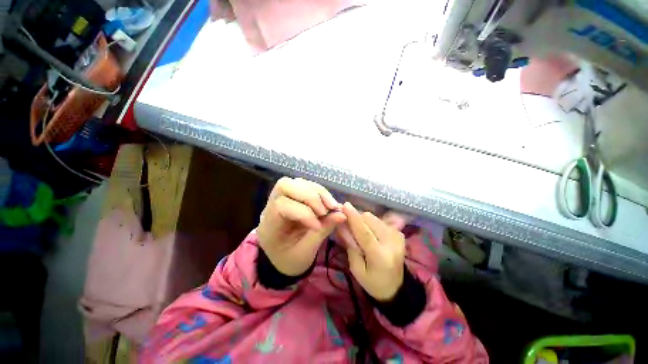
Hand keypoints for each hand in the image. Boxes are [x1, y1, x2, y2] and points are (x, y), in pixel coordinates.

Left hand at [257, 177, 344, 275]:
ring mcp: (282, 198)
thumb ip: (322, 231)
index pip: (281, 206)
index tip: (318, 226)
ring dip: (318, 192)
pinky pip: (306, 186)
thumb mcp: (305, 252)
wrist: (284, 259)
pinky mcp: (293, 196)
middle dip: (310, 195)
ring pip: (298, 182)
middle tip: (327, 209)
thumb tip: (342, 215)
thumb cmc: (291, 261)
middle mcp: (271, 206)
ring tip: (331, 206)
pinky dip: (320, 192)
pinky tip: (329, 203)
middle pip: (285, 185)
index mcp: (268, 225)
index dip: (304, 212)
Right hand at [341, 202, 405, 301]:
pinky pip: (380, 221)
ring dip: (363, 220)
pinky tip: (369, 232)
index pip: (364, 232)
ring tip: (359, 230)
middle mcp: (391, 243)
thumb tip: (343, 225)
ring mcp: (398, 237)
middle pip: (370, 220)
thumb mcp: (356, 269)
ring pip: (375, 218)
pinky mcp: (399, 234)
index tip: (344, 205)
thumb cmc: (372, 282)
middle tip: (347, 222)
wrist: (396, 287)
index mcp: (379, 256)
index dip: (354, 218)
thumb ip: (350, 246)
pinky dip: (371, 223)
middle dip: (356, 218)